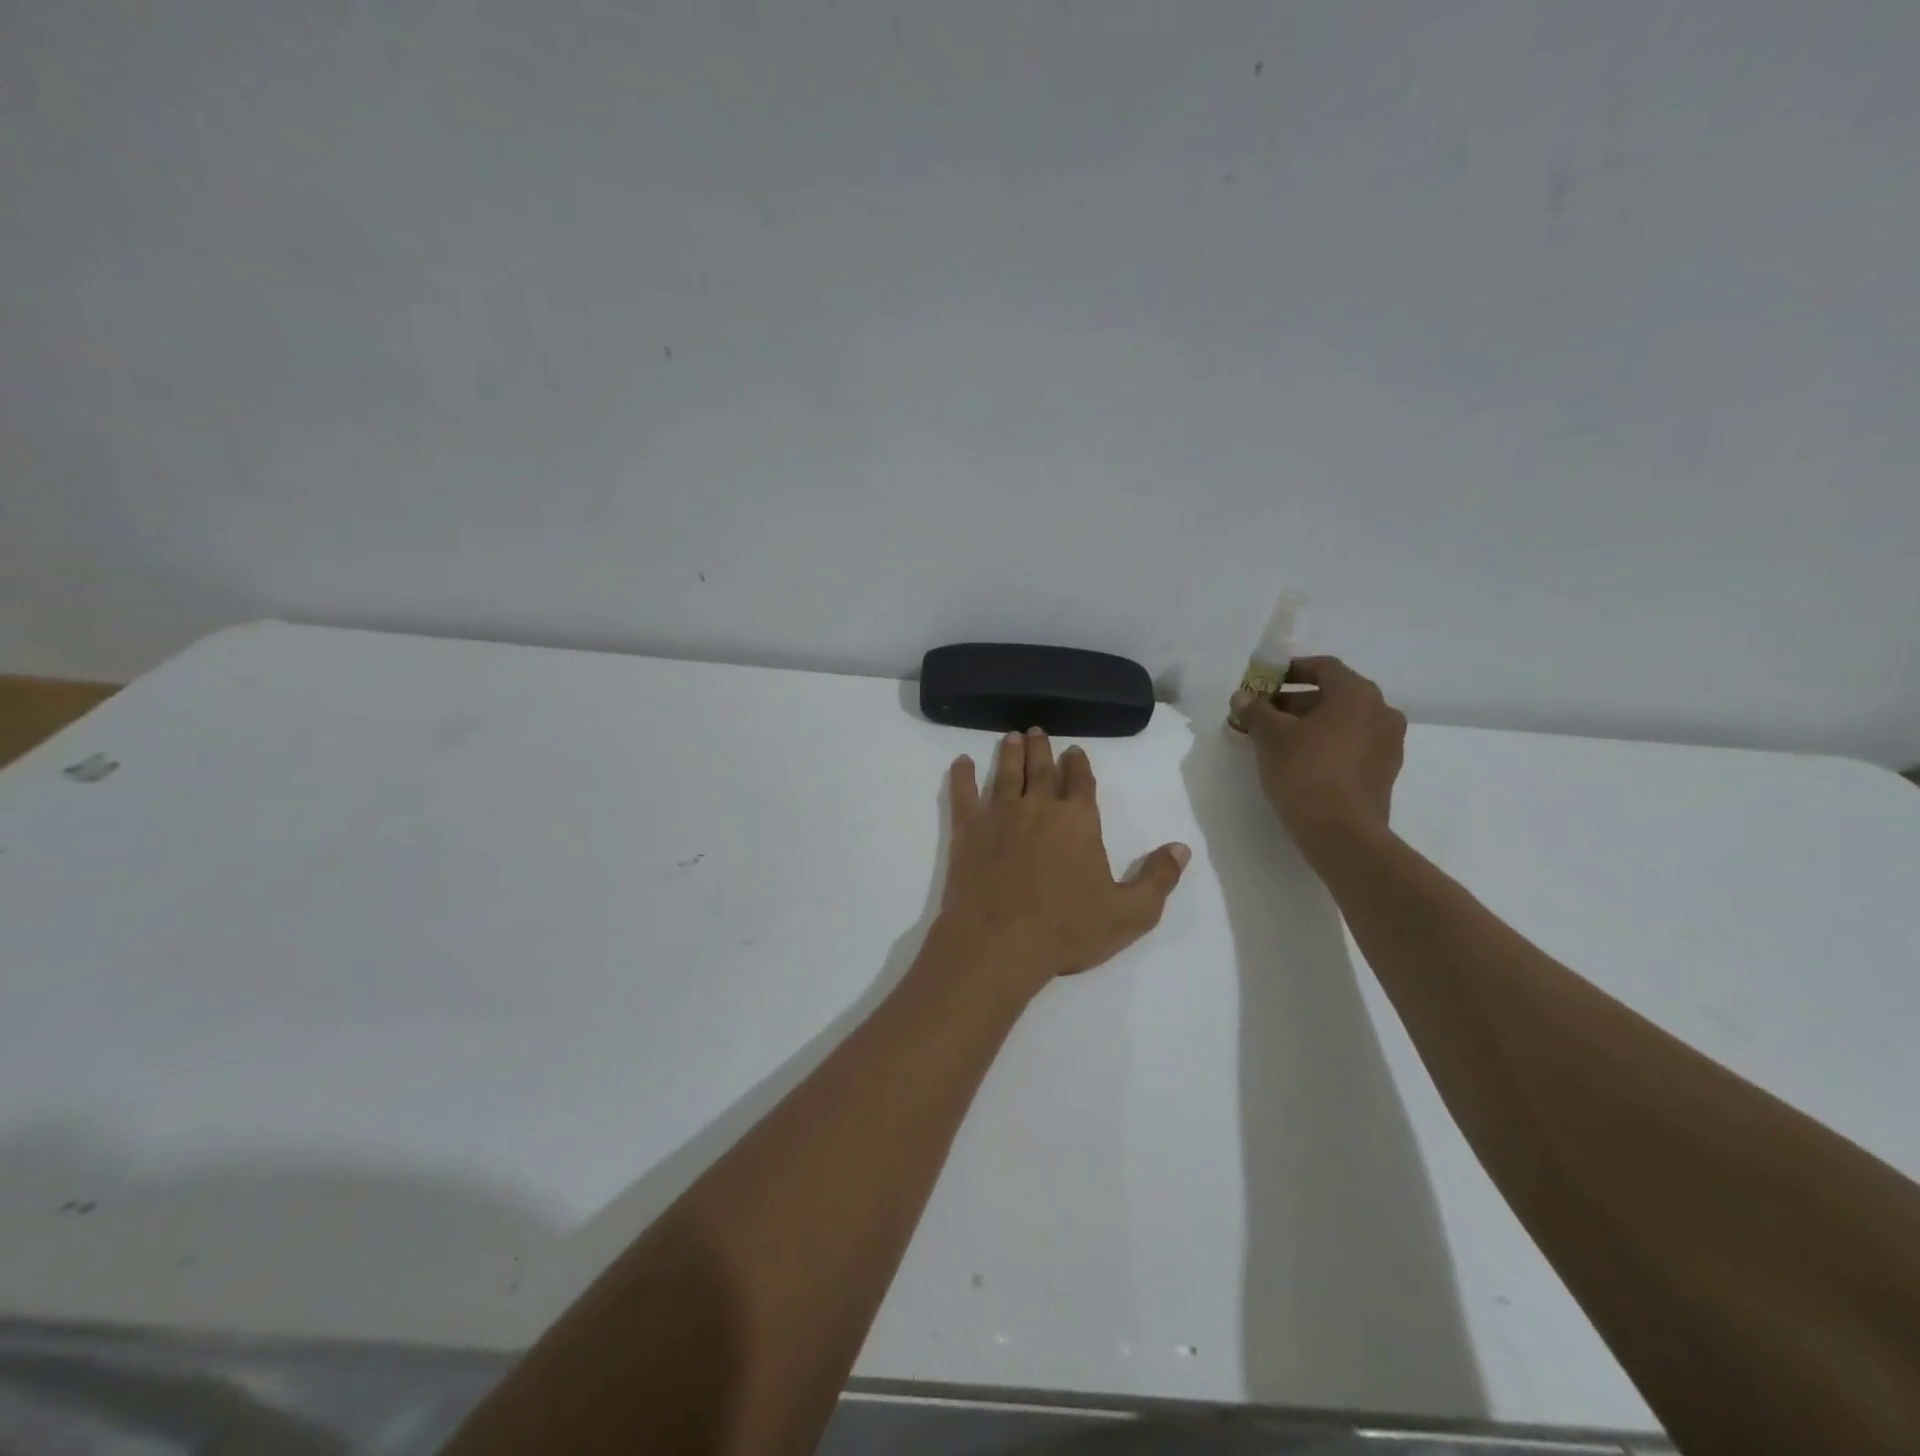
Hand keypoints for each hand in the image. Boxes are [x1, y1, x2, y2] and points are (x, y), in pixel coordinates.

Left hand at [937, 728, 1189, 997]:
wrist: (1000, 941)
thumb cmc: (1067, 929)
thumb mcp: (1129, 913)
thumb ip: (1158, 879)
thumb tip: (1181, 848)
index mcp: (1078, 821)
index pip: (1081, 781)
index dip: (1079, 764)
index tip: (1075, 751)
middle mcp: (1039, 807)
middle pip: (1042, 770)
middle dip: (1042, 749)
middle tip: (1037, 731)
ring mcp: (1000, 815)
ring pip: (1007, 774)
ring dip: (1010, 754)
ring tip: (1012, 737)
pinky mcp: (968, 830)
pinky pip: (963, 794)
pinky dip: (962, 776)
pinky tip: (961, 762)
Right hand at [1231, 657, 1406, 850]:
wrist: (1341, 833)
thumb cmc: (1305, 771)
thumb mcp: (1271, 737)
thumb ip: (1256, 710)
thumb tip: (1242, 696)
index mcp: (1357, 694)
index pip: (1324, 667)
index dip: (1291, 670)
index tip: (1265, 682)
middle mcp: (1381, 712)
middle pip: (1333, 695)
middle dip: (1295, 701)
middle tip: (1263, 714)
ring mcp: (1388, 743)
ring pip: (1343, 722)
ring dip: (1310, 724)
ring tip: (1276, 740)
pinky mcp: (1384, 772)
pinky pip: (1351, 745)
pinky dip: (1326, 744)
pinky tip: (1299, 761)